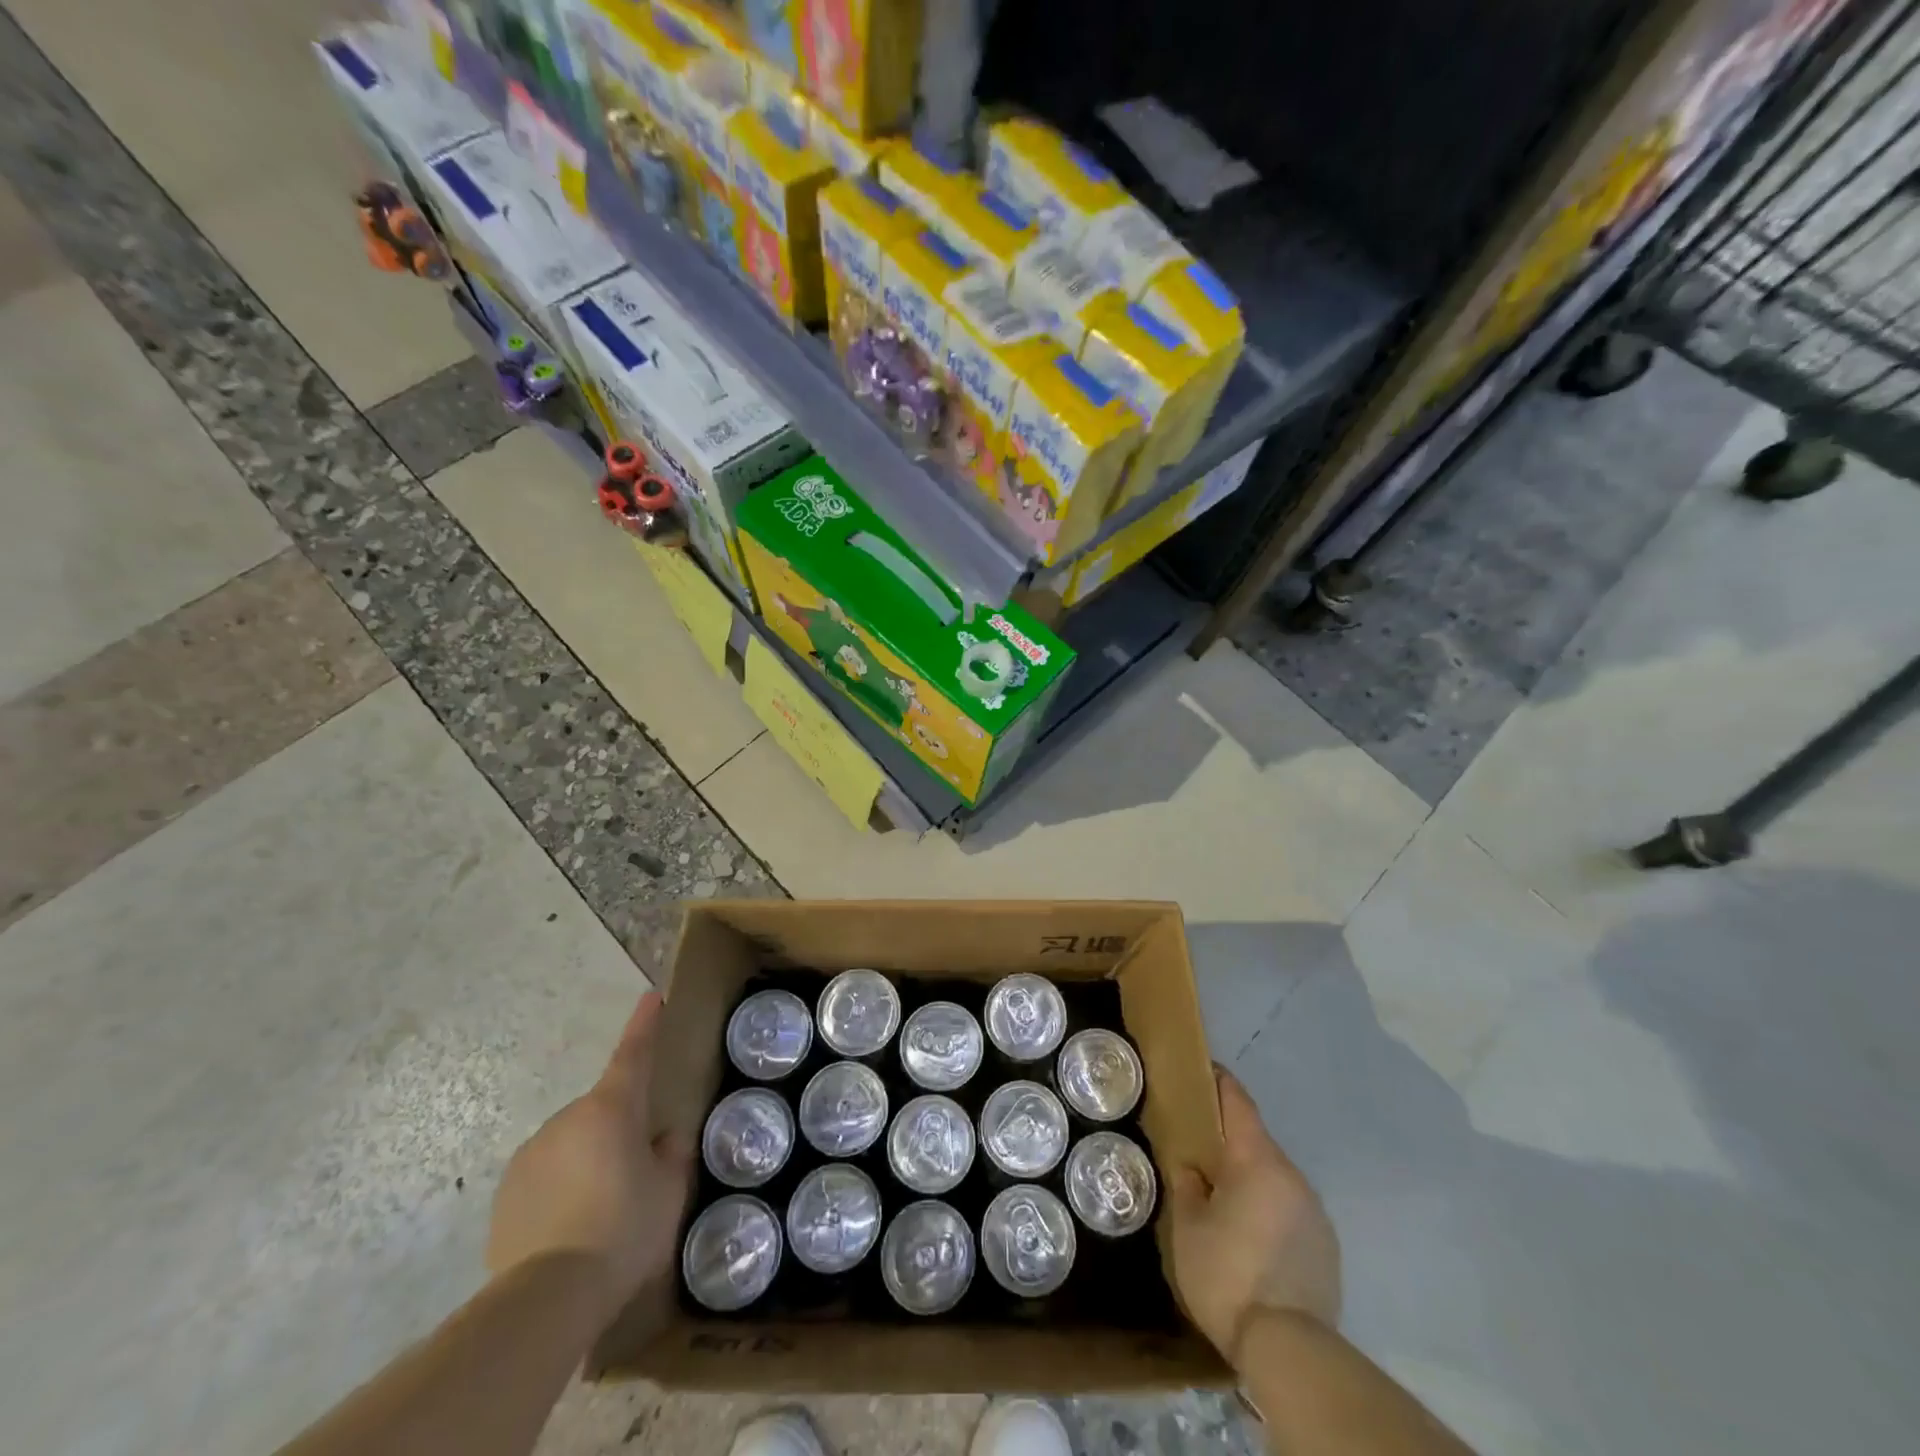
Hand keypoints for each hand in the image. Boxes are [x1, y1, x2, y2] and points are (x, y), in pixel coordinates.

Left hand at [486, 992, 691, 1314]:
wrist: (546, 1298)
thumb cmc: (622, 1230)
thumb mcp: (668, 1192)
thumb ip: (670, 1155)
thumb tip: (663, 1139)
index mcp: (611, 1109)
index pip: (632, 1054)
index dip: (644, 1024)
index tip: (649, 997)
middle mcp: (567, 1119)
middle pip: (603, 1111)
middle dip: (619, 1131)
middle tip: (636, 1173)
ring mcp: (531, 1154)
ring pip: (573, 1144)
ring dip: (589, 1161)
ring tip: (601, 1214)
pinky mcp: (506, 1194)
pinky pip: (546, 1177)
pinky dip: (561, 1190)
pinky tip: (570, 1231)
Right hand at [1168, 1067, 1341, 1360]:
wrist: (1289, 1348)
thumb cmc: (1227, 1273)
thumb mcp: (1188, 1227)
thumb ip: (1188, 1185)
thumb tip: (1192, 1167)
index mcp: (1257, 1160)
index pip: (1238, 1103)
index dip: (1219, 1083)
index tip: (1203, 1070)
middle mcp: (1292, 1175)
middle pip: (1257, 1141)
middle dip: (1229, 1140)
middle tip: (1200, 1147)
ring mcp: (1315, 1211)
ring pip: (1275, 1177)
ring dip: (1251, 1178)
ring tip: (1224, 1197)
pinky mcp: (1326, 1246)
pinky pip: (1290, 1209)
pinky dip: (1270, 1209)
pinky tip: (1252, 1237)